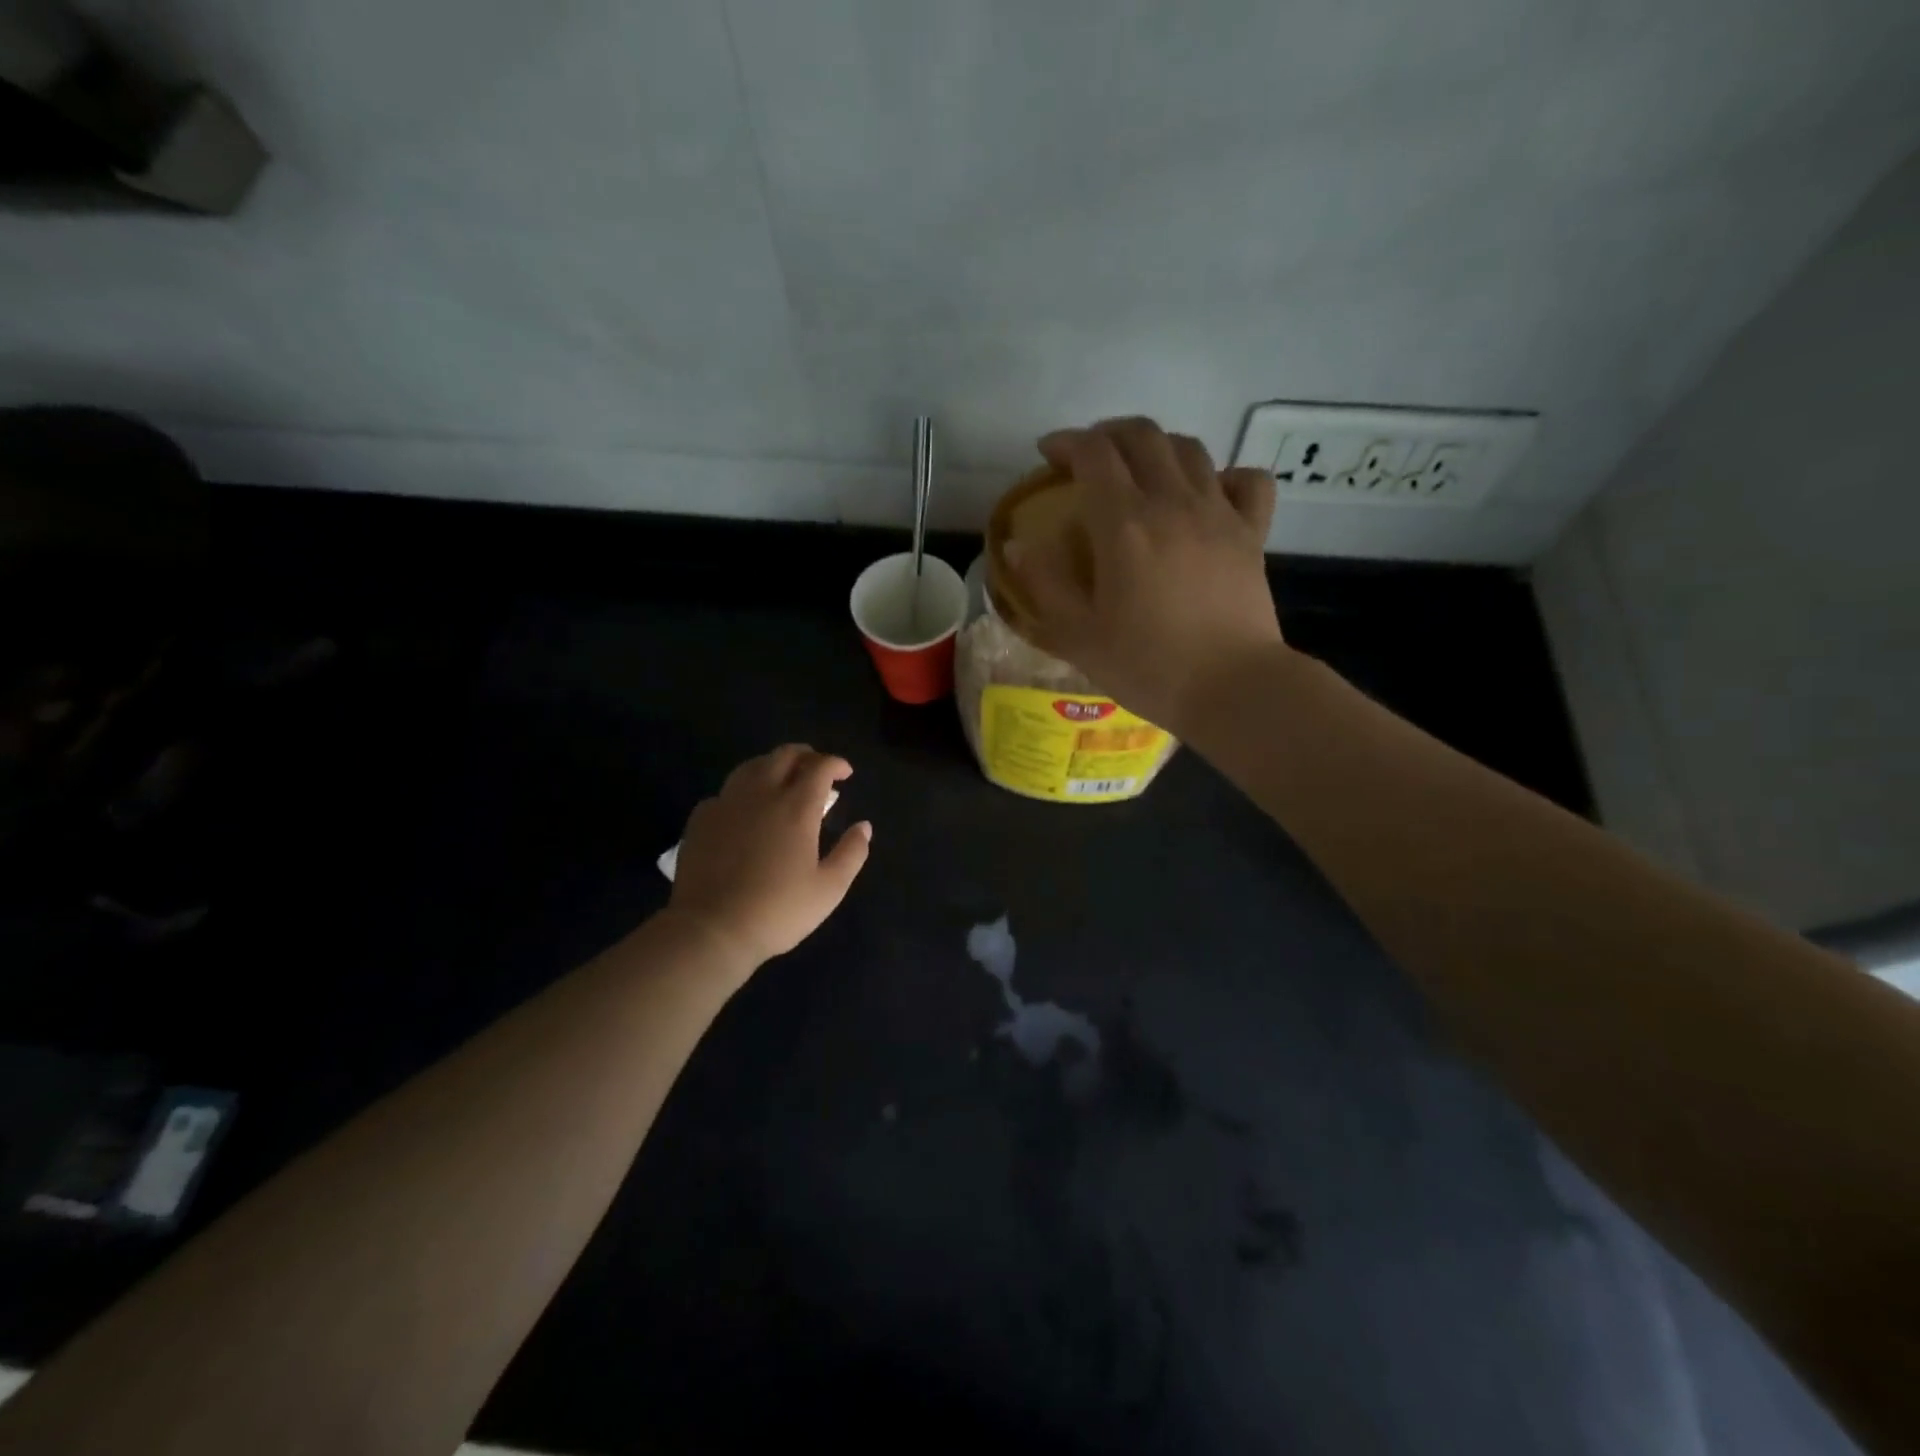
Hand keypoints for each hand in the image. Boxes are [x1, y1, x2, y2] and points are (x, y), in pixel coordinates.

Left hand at [668, 745, 871, 968]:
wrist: (711, 929)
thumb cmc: (777, 910)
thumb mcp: (829, 889)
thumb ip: (851, 853)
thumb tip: (864, 826)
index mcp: (797, 807)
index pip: (819, 767)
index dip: (835, 763)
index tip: (845, 774)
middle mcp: (761, 794)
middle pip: (784, 755)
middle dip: (805, 755)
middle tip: (816, 770)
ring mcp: (727, 803)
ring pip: (751, 766)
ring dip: (773, 765)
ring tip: (782, 780)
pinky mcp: (701, 819)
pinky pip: (726, 791)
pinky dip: (743, 791)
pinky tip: (745, 809)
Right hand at [1002, 417, 1283, 732]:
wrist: (1231, 689)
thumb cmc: (1147, 666)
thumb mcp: (1078, 636)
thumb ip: (1043, 585)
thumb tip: (1019, 545)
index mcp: (1124, 525)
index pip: (1093, 453)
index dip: (1066, 443)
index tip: (1048, 455)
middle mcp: (1172, 503)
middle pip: (1142, 435)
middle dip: (1108, 434)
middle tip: (1088, 457)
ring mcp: (1219, 513)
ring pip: (1189, 448)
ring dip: (1157, 447)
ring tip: (1138, 470)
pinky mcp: (1252, 533)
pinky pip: (1246, 480)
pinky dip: (1223, 474)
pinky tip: (1209, 492)